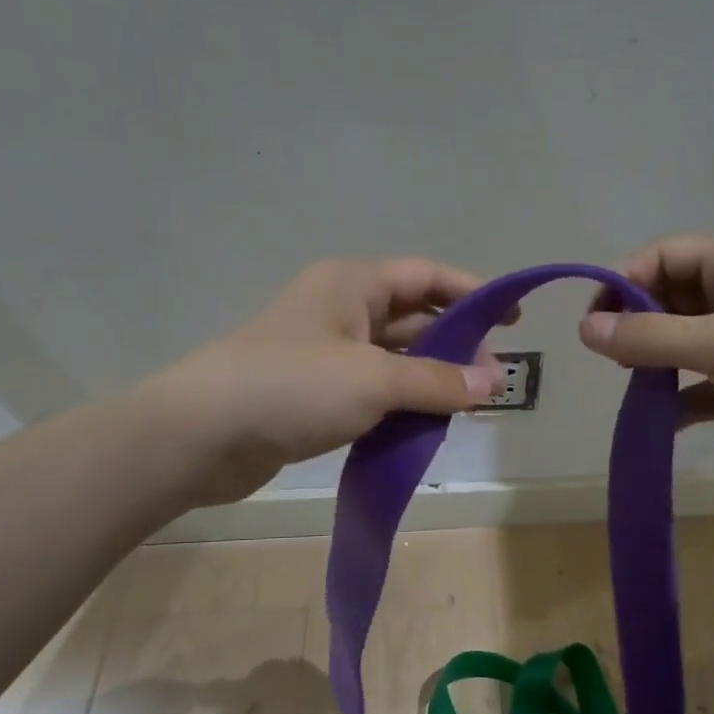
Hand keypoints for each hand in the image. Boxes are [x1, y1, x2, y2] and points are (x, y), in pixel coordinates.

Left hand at [145, 258, 509, 506]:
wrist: (200, 435)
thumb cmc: (291, 387)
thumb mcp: (373, 379)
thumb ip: (437, 380)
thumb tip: (494, 383)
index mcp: (352, 284)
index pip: (426, 277)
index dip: (473, 293)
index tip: (512, 319)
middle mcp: (340, 310)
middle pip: (413, 318)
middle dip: (456, 345)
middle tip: (492, 381)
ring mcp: (325, 353)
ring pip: (393, 358)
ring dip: (429, 378)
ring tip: (467, 407)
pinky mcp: (314, 393)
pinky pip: (372, 390)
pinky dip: (401, 403)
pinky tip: (424, 425)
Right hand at [578, 237, 713, 479]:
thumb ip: (649, 337)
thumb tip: (585, 330)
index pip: (664, 256)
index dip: (624, 280)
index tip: (595, 321)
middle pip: (670, 299)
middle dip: (637, 325)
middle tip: (611, 357)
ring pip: (683, 345)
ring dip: (655, 364)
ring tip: (632, 386)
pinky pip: (701, 385)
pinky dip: (680, 400)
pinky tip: (661, 421)